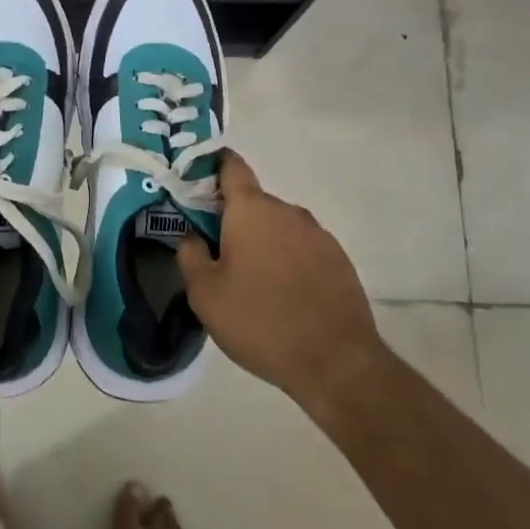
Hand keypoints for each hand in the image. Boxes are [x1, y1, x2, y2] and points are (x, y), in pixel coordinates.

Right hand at [176, 151, 383, 406]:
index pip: (231, 166)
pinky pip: (303, 248)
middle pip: (254, 202)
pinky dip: (289, 261)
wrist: (336, 362)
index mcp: (252, 210)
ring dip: (263, 243)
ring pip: (280, 227)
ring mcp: (318, 235)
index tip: (197, 181)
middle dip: (234, 220)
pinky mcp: (339, 260)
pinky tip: (284, 296)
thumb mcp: (205, 294)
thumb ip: (190, 256)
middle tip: (218, 254)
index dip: (212, 166)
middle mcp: (288, 211)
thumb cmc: (260, 321)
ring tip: (253, 282)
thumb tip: (192, 236)